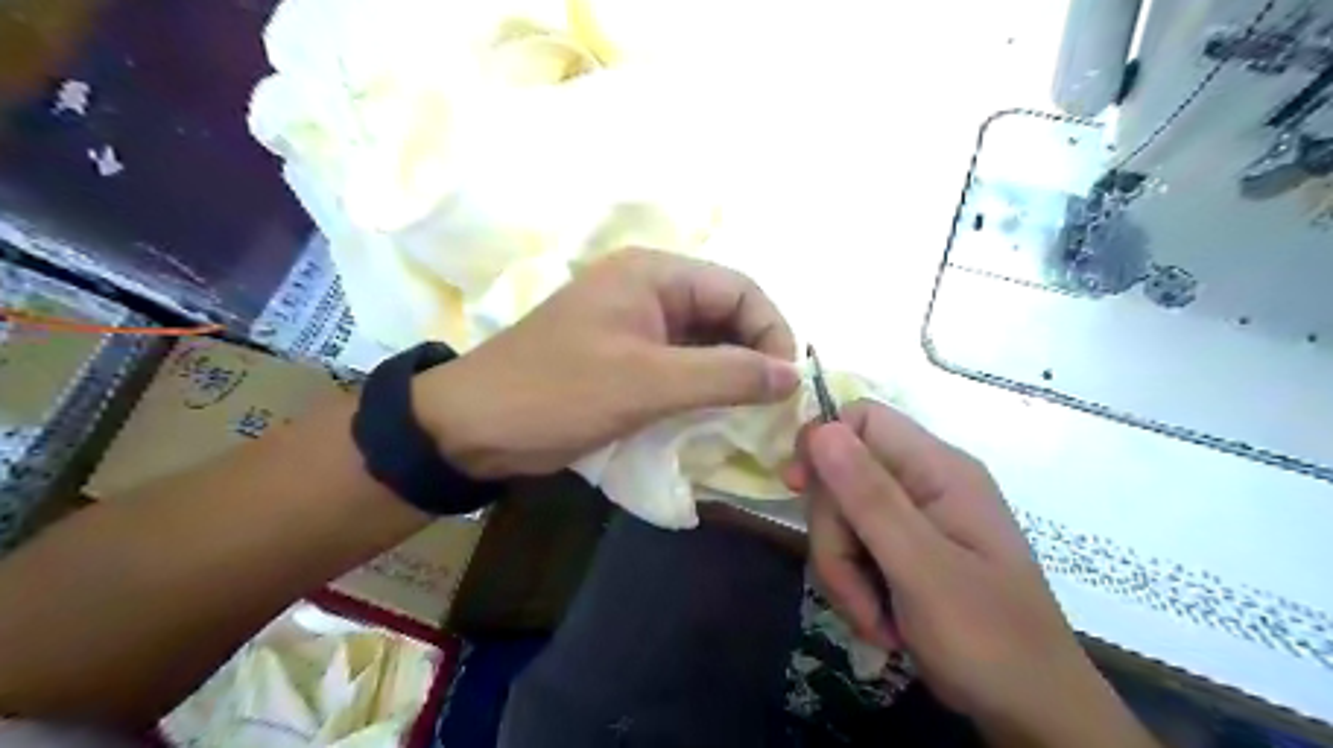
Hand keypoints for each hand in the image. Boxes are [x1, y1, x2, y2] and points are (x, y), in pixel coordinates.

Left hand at [412, 245, 793, 479]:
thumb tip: (791, 375)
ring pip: (705, 341)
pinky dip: (703, 387)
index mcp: (654, 275)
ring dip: (731, 374)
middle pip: (725, 313)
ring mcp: (637, 324)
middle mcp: (650, 290)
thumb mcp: (647, 383)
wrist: (474, 427)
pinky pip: (681, 364)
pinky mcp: (626, 356)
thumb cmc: (559, 393)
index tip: (786, 383)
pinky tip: (717, 415)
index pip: (740, 290)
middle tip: (772, 404)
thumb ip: (725, 375)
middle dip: (754, 355)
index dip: (772, 331)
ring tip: (751, 414)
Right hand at [790, 404, 1158, 747]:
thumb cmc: (987, 638)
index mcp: (938, 469)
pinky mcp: (906, 552)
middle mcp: (924, 484)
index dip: (822, 444)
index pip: (862, 419)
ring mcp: (914, 520)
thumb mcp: (922, 567)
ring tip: (872, 617)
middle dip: (834, 535)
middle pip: (842, 477)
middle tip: (853, 587)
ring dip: (842, 570)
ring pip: (841, 519)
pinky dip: (854, 586)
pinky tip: (879, 621)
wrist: (1031, 712)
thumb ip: (870, 497)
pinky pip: (854, 549)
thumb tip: (821, 430)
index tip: (797, 488)